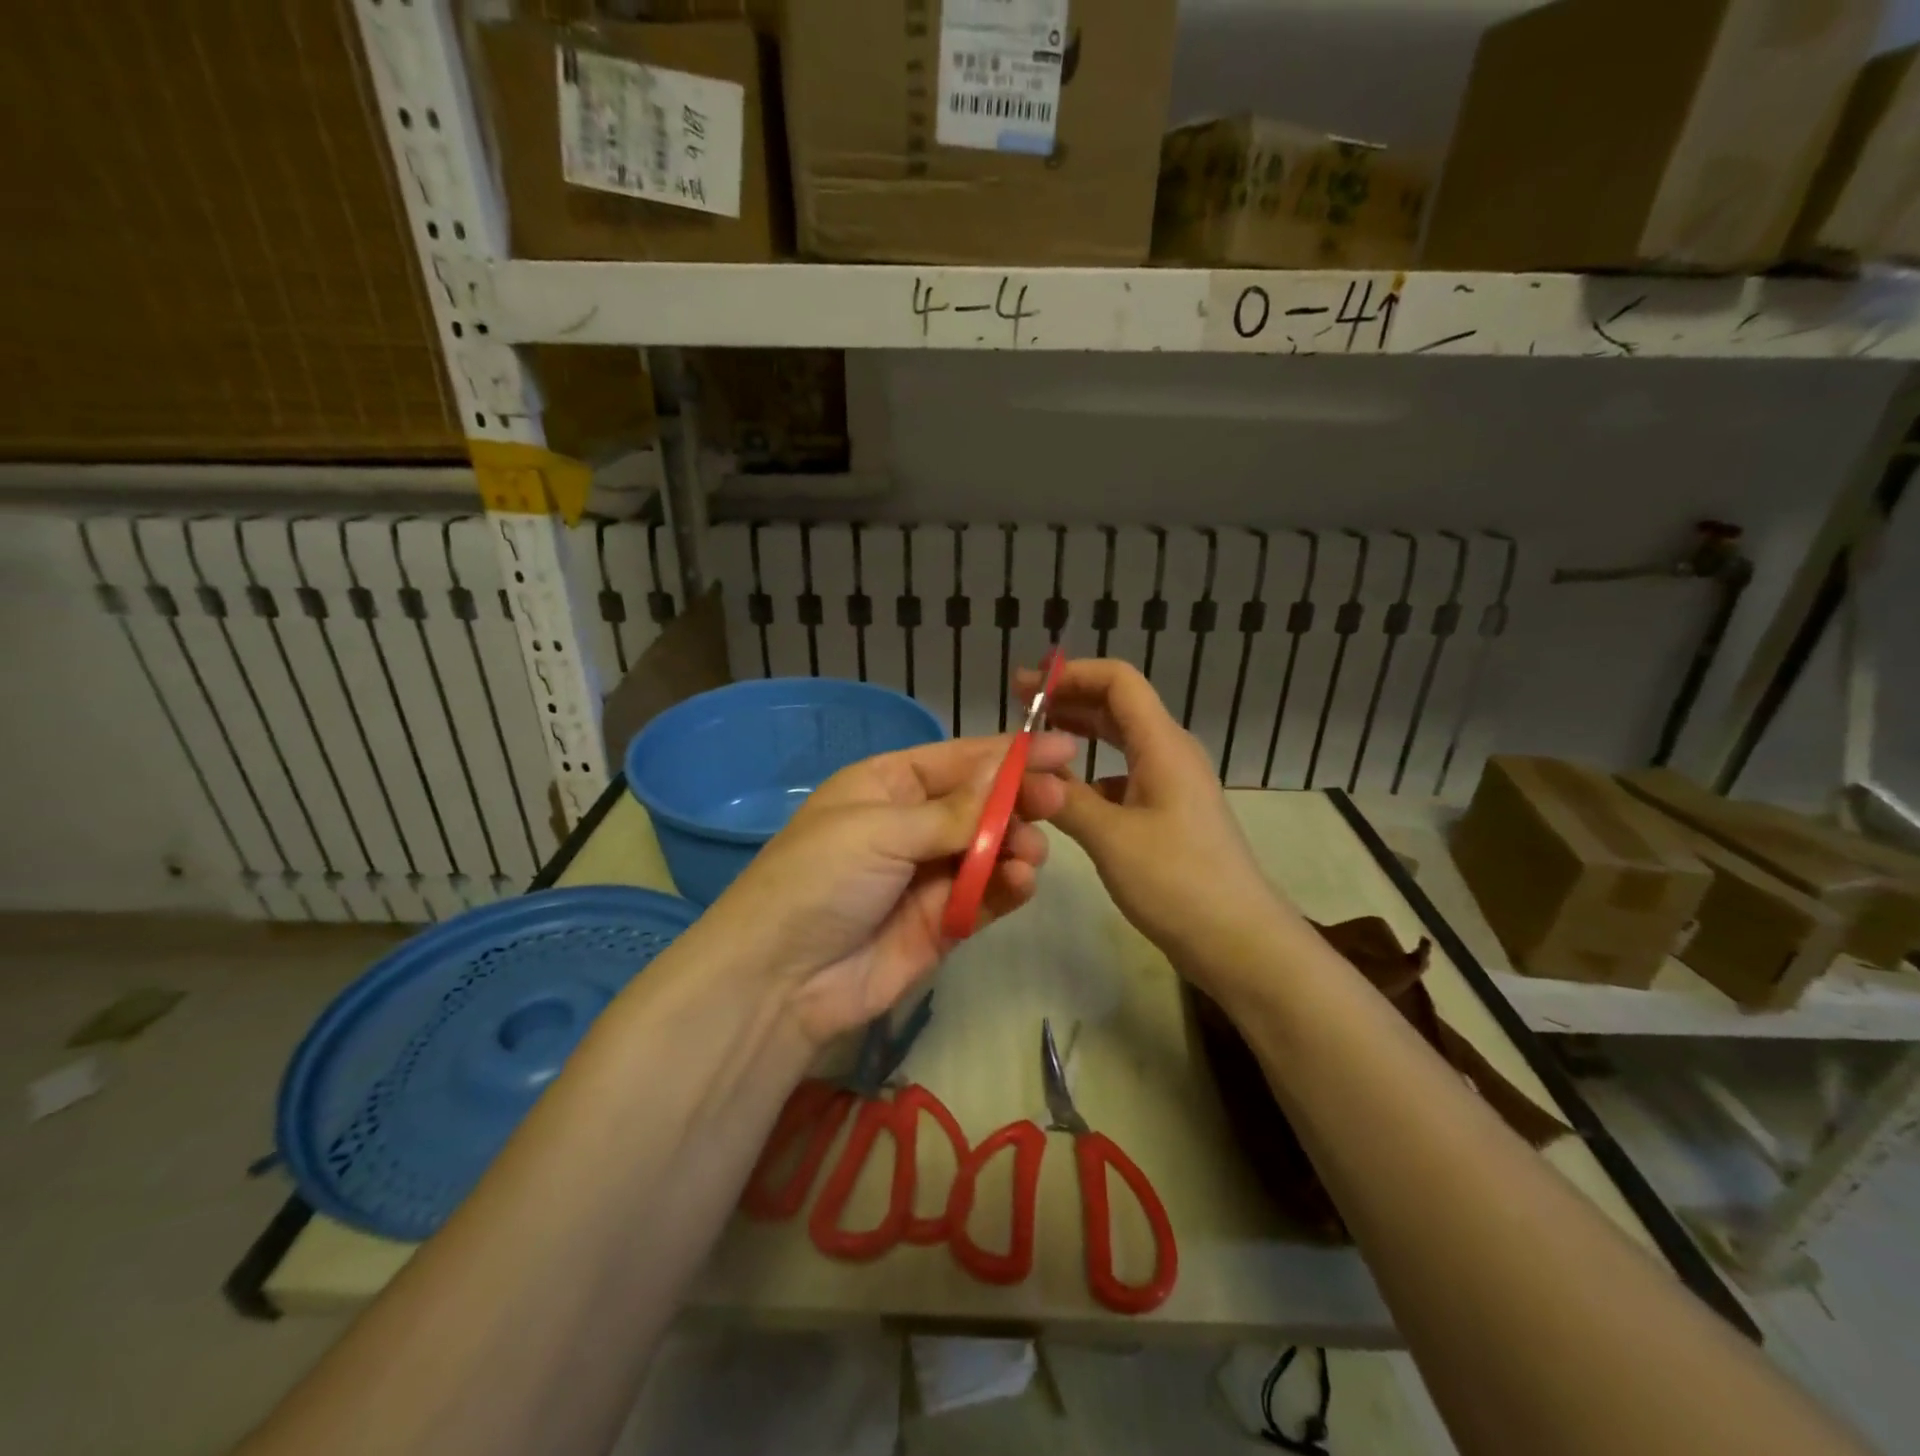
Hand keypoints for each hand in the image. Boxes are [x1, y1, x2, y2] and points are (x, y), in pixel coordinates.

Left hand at [707, 731, 1077, 1045]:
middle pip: (981, 802)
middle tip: (1057, 799)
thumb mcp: (881, 830)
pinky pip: (987, 894)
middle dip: (1019, 798)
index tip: (1064, 748)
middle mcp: (913, 824)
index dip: (1009, 753)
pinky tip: (1021, 880)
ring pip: (991, 847)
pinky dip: (1008, 885)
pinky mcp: (944, 921)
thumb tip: (1008, 772)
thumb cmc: (821, 879)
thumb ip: (954, 811)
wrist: (782, 979)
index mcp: (888, 785)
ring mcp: (929, 874)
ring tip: (1029, 851)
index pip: (959, 759)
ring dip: (1016, 844)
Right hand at [1022, 659, 1284, 983]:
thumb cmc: (1178, 881)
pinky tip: (1065, 794)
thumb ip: (1064, 797)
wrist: (1239, 941)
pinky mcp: (1168, 813)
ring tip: (1033, 746)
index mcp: (1163, 744)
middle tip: (1017, 709)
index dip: (1071, 674)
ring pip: (1120, 742)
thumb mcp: (1110, 837)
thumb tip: (1022, 772)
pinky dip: (1091, 774)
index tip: (1026, 688)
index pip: (1118, 681)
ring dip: (1078, 735)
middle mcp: (1170, 753)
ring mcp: (1172, 784)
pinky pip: (1124, 776)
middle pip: (1117, 706)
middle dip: (1068, 700)